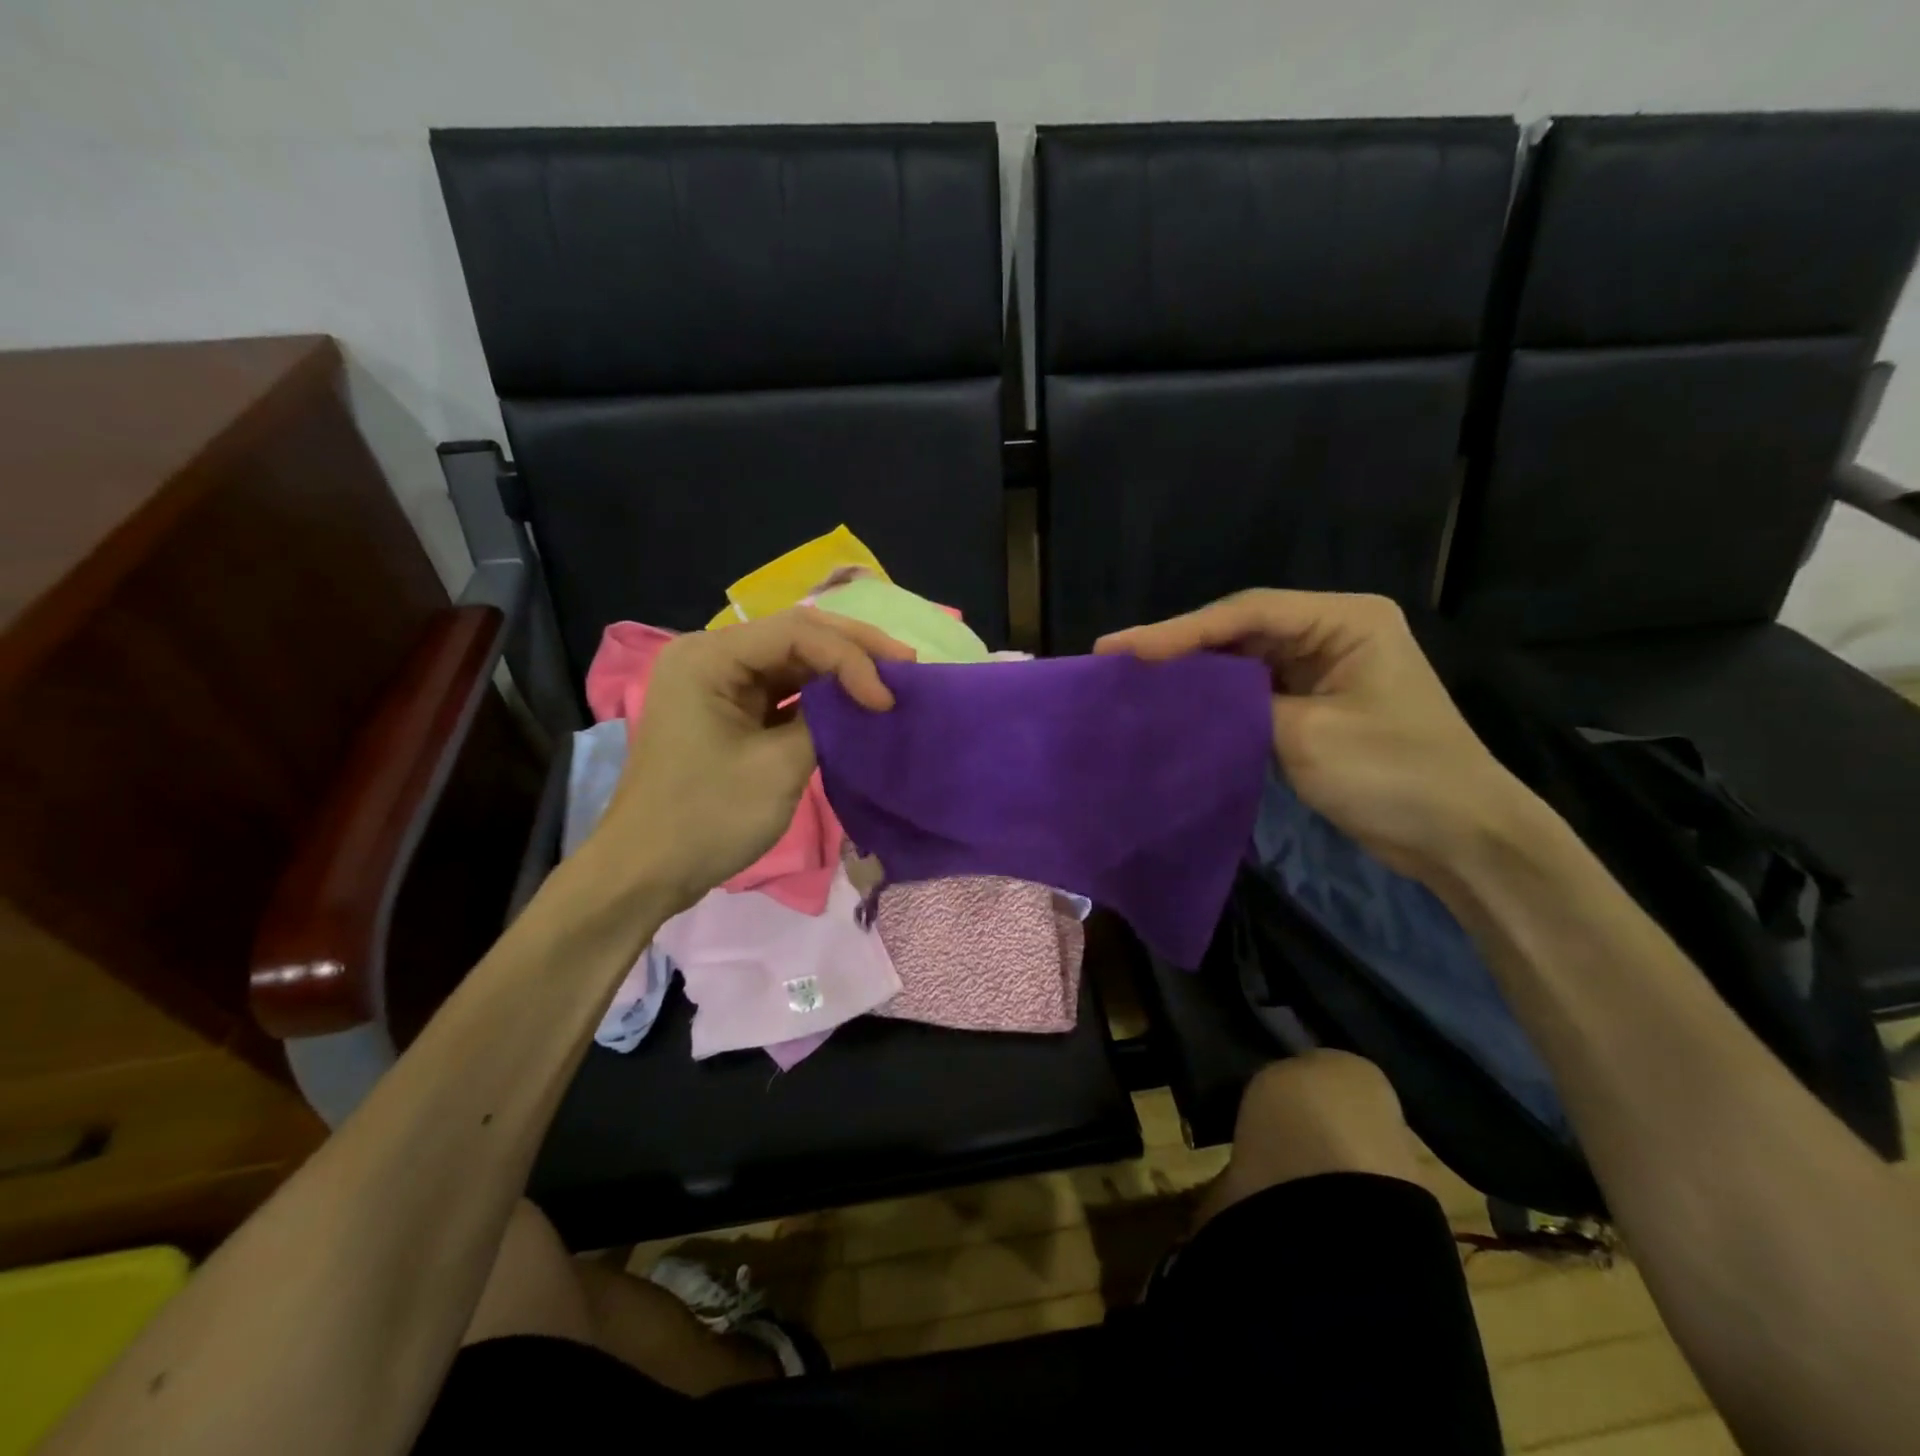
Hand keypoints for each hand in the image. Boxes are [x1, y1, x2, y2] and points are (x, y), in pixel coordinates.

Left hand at [583, 607, 914, 914]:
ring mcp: (718, 683)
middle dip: (854, 650)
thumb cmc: (706, 817)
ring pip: (793, 661)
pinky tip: (854, 702)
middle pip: (795, 636)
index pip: (796, 633)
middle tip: (908, 664)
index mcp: (709, 657)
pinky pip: (782, 691)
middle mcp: (711, 656)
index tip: (887, 699)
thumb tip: (860, 700)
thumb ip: (825, 721)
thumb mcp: (777, 767)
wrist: (646, 872)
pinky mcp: (728, 711)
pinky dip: (820, 697)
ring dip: (841, 671)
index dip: (851, 658)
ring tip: (891, 679)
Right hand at [1097, 591, 1535, 877]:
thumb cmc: (1394, 775)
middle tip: (1115, 657)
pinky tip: (1176, 703)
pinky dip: (1216, 697)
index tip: (1122, 648)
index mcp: (1345, 620)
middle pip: (1241, 629)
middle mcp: (1332, 631)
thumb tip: (1186, 693)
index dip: (1179, 629)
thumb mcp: (1309, 735)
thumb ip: (1242, 704)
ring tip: (1132, 678)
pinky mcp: (1313, 702)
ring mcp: (1323, 667)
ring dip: (1193, 670)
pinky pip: (1253, 689)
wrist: (1459, 837)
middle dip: (1179, 645)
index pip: (1248, 612)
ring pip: (1242, 658)